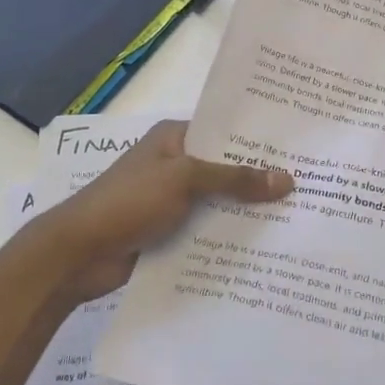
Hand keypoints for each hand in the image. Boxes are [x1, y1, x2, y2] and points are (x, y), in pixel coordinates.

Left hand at [37, 120, 292, 304]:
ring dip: (246, 212)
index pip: (225, 131)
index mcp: (175, 138)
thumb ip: (235, 178)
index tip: (299, 148)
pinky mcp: (169, 232)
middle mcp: (175, 164)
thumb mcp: (185, 180)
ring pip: (218, 202)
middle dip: (259, 179)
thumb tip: (287, 179)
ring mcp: (171, 200)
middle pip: (225, 169)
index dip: (258, 140)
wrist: (76, 254)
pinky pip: (206, 230)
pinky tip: (263, 247)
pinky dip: (227, 236)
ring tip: (296, 218)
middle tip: (308, 186)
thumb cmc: (129, 201)